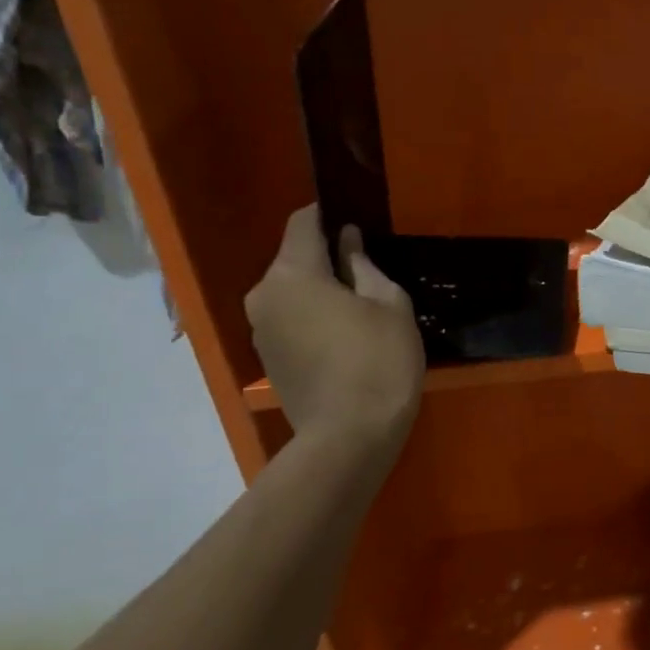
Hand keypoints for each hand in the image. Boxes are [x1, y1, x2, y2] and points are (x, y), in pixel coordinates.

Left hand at [244, 207, 425, 456]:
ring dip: (320, 291)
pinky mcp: (268, 358)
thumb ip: (364, 266)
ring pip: (291, 292)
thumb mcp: (389, 305)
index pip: (302, 224)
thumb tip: (348, 242)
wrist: (350, 435)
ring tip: (360, 307)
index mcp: (293, 274)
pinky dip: (313, 317)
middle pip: (294, 259)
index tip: (354, 218)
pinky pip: (290, 320)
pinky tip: (345, 336)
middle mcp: (264, 295)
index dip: (327, 214)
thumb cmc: (379, 361)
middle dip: (326, 258)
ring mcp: (260, 329)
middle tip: (368, 271)